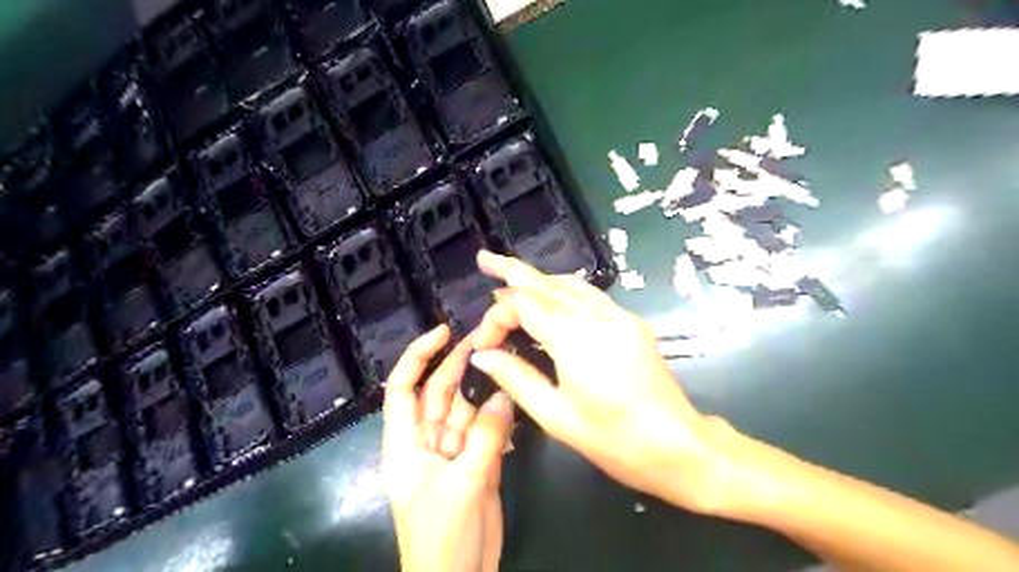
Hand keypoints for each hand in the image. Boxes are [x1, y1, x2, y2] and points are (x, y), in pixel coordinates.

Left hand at [382, 324, 512, 571]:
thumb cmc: (443, 536)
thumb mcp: (464, 483)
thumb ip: (485, 437)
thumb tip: (502, 395)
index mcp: (406, 442)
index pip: (403, 388)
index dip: (418, 356)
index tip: (443, 331)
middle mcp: (428, 440)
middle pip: (440, 392)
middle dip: (458, 363)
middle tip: (488, 337)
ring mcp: (454, 450)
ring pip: (468, 409)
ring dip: (485, 389)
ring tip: (508, 363)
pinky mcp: (477, 462)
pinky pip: (487, 430)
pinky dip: (500, 417)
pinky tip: (515, 400)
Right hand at [469, 251, 741, 513]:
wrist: (677, 444)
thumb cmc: (613, 438)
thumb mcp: (555, 415)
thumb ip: (516, 378)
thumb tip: (482, 355)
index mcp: (573, 336)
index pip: (523, 305)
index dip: (496, 318)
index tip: (483, 345)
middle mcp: (596, 315)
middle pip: (546, 283)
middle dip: (512, 270)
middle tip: (485, 258)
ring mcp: (617, 315)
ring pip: (569, 284)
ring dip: (539, 279)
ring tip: (511, 279)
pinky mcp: (630, 322)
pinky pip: (589, 295)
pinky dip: (563, 290)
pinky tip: (552, 299)